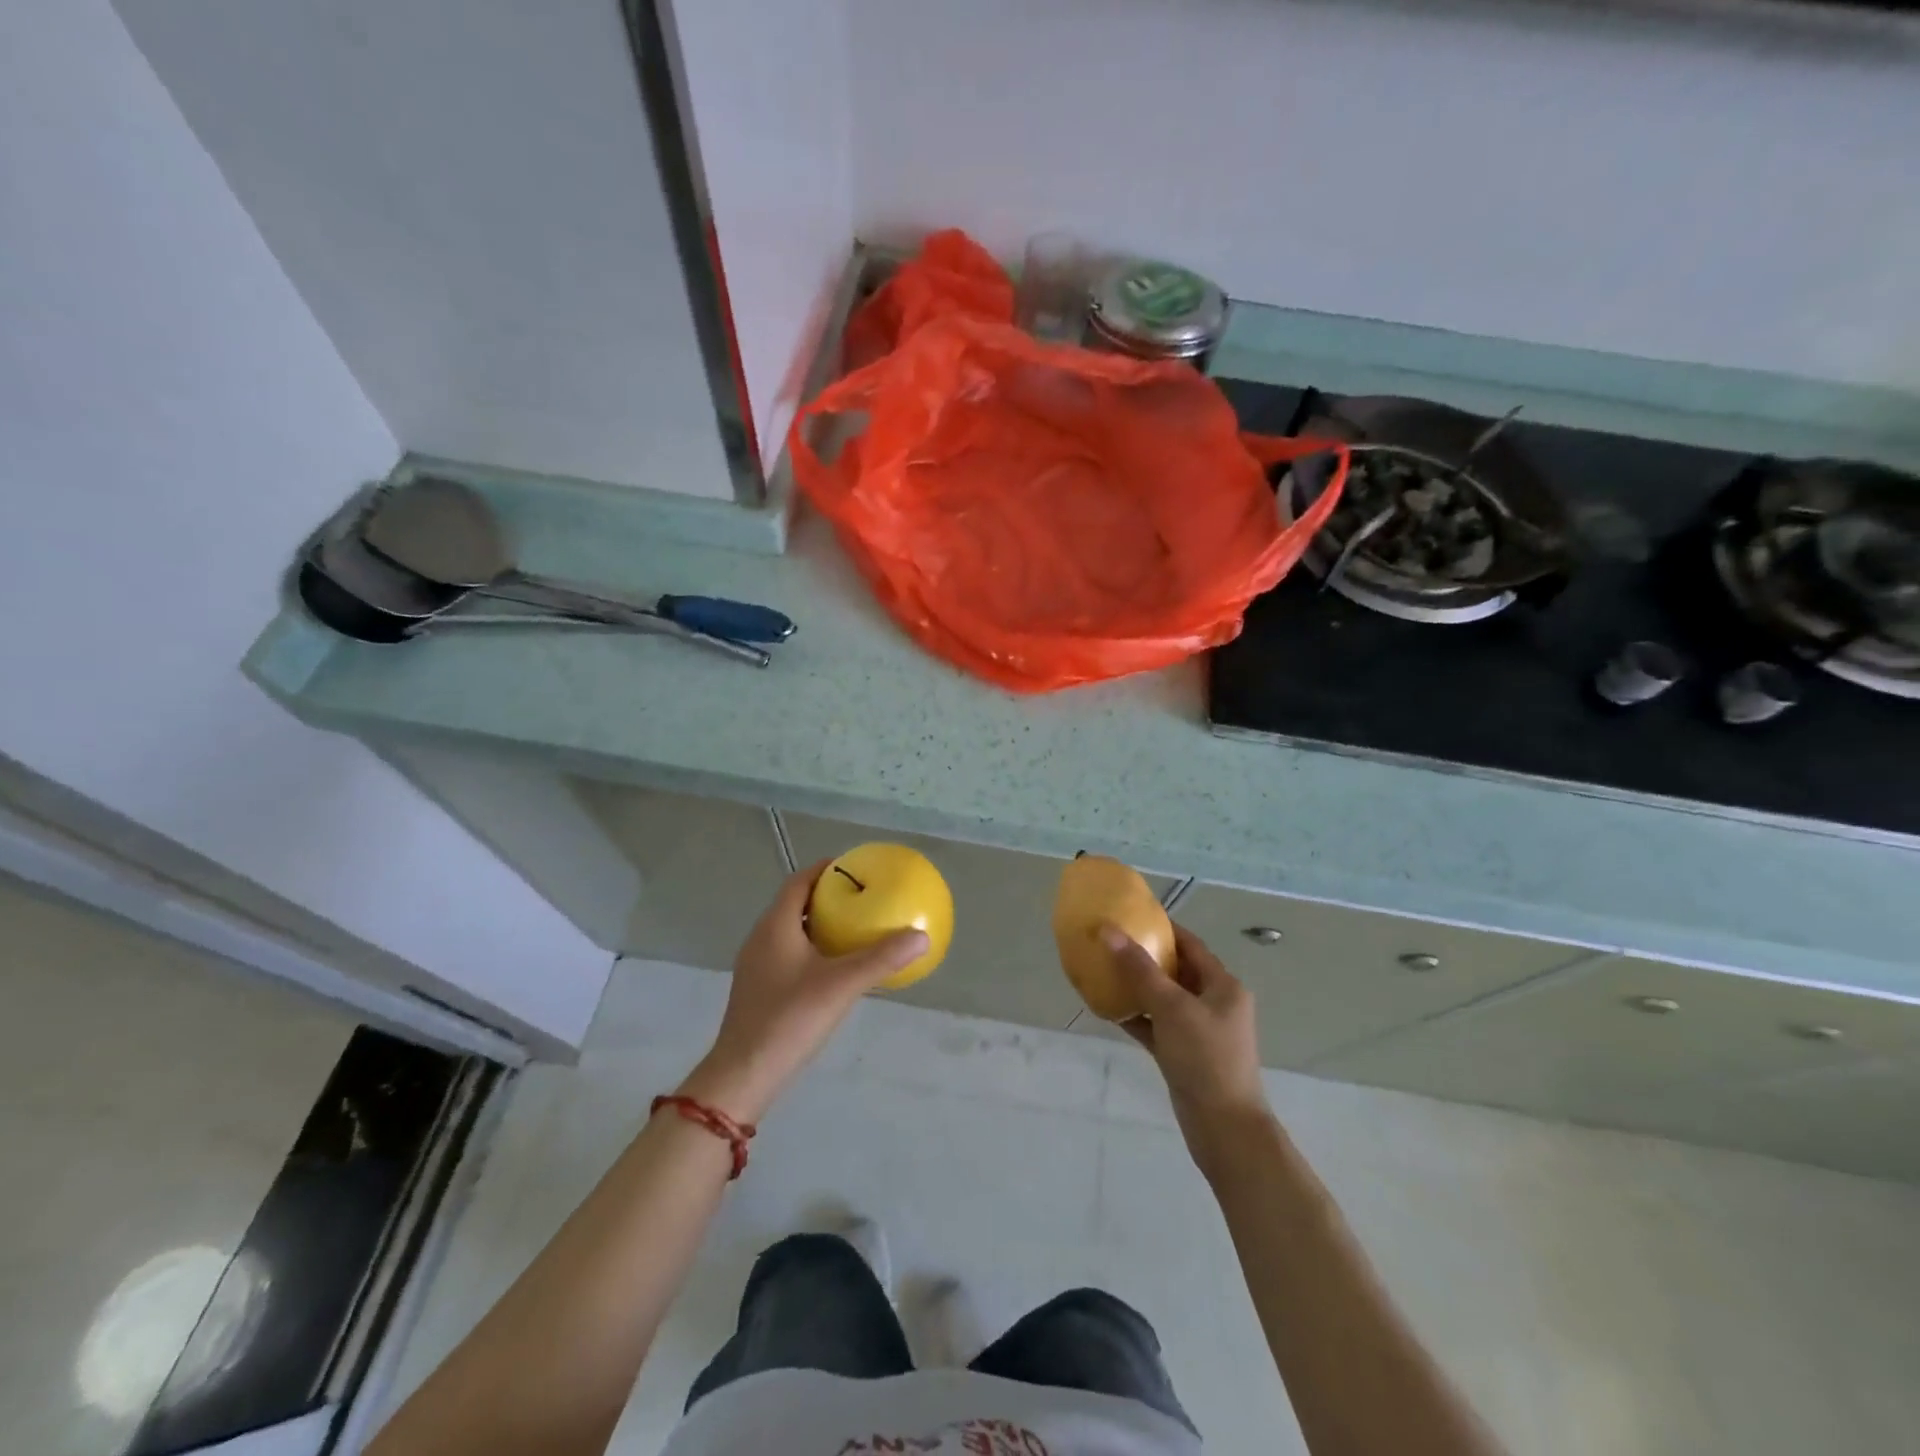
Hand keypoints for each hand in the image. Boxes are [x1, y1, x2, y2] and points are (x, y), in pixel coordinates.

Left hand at [680, 861, 928, 1122]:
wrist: (744, 1075)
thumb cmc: (790, 1019)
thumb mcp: (842, 985)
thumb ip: (881, 959)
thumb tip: (921, 936)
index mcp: (775, 926)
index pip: (799, 881)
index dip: (825, 869)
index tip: (855, 867)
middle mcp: (762, 938)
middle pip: (795, 903)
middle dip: (827, 896)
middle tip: (863, 897)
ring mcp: (757, 965)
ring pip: (791, 930)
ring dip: (820, 924)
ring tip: (855, 928)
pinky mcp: (759, 989)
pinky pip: (789, 954)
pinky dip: (813, 948)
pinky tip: (836, 968)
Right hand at [1103, 922, 1269, 1148]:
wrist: (1224, 1128)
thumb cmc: (1205, 1058)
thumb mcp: (1172, 1007)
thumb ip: (1139, 968)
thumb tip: (1108, 930)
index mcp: (1223, 986)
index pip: (1190, 944)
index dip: (1163, 927)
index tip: (1130, 916)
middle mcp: (1214, 1003)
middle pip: (1175, 970)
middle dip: (1144, 957)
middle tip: (1110, 942)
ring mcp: (1199, 1030)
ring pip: (1163, 998)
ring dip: (1136, 986)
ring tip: (1103, 970)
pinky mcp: (1183, 1054)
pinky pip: (1156, 1025)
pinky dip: (1136, 1015)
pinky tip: (1107, 1008)